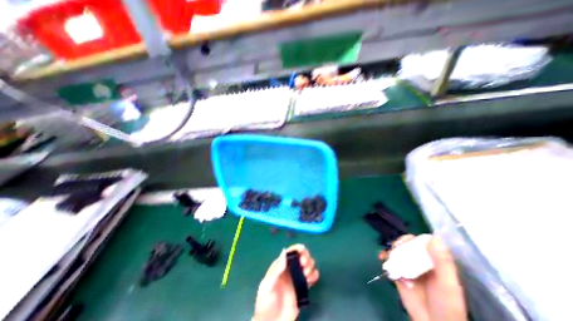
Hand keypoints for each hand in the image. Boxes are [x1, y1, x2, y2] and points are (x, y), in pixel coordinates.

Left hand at [253, 243, 319, 320]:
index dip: (297, 248)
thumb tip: (284, 251)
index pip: (290, 252)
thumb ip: (276, 269)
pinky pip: (311, 277)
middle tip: (304, 265)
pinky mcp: (302, 288)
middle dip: (305, 257)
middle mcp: (289, 269)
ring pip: (307, 265)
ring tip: (307, 274)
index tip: (303, 251)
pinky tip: (312, 279)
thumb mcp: (268, 285)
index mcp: (280, 266)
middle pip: (301, 256)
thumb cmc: (266, 303)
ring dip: (310, 266)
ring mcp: (296, 279)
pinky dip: (314, 275)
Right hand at [379, 234, 467, 320]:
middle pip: (407, 245)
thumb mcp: (447, 284)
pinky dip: (384, 256)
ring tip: (389, 255)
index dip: (414, 239)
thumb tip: (434, 237)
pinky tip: (382, 257)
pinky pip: (389, 261)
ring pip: (397, 251)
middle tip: (397, 248)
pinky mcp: (398, 273)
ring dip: (391, 249)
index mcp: (434, 261)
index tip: (407, 241)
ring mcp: (408, 267)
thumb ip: (442, 262)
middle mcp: (420, 261)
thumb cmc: (446, 305)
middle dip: (400, 244)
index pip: (422, 242)